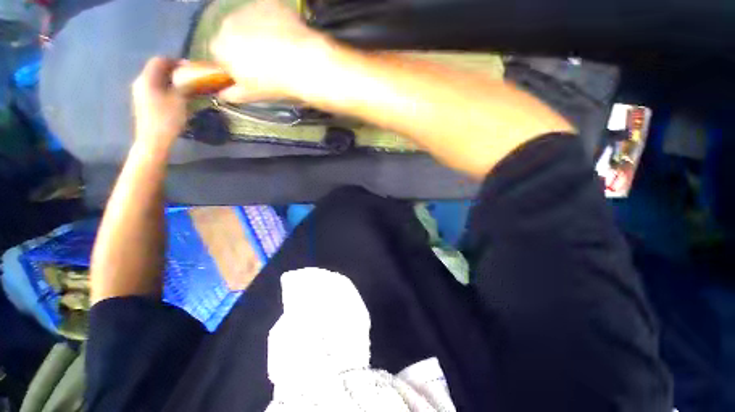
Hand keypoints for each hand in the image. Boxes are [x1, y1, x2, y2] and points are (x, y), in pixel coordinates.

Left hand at [132, 57, 187, 151]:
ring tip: (186, 88)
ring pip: (157, 80)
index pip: (160, 61)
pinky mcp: (143, 103)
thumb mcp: (180, 100)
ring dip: (172, 81)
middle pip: (157, 70)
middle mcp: (141, 82)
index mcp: (147, 78)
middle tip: (190, 78)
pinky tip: (177, 97)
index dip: (175, 61)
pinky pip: (156, 89)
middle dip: (174, 71)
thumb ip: (185, 85)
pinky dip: (167, 89)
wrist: (153, 140)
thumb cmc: (167, 119)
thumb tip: (192, 77)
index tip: (190, 67)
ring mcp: (140, 93)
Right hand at [210, 0, 330, 102]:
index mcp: (221, 46)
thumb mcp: (251, 95)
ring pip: (249, 22)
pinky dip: (274, 23)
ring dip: (258, 33)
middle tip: (266, 63)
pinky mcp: (269, 4)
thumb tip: (223, 94)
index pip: (218, 54)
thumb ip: (231, 94)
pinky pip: (267, 14)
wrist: (304, 65)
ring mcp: (249, 9)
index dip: (232, 63)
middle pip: (232, 35)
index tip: (248, 73)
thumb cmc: (275, 83)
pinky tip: (286, 38)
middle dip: (244, 47)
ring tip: (279, 51)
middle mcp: (228, 22)